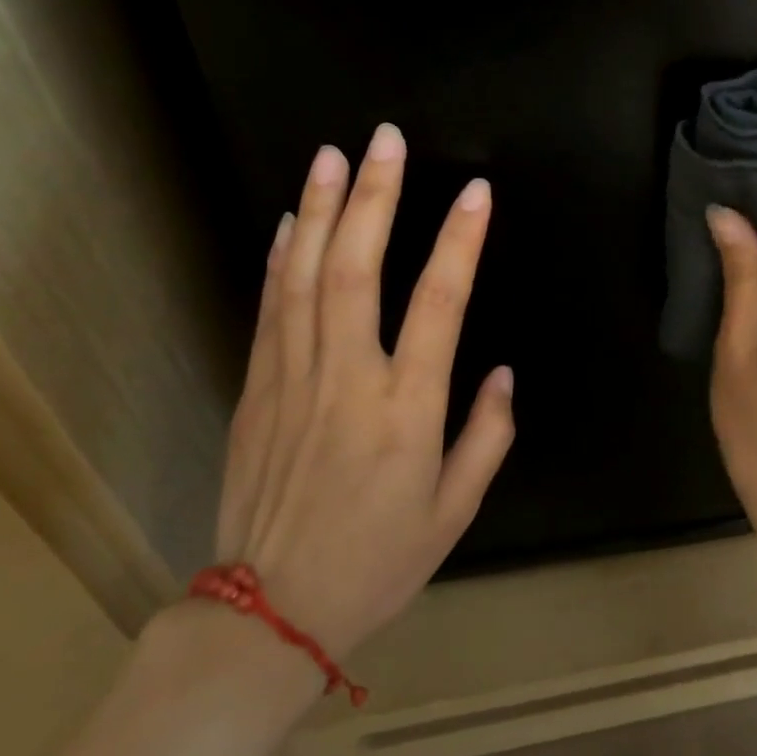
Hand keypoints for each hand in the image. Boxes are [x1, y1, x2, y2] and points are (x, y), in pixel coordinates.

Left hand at [214, 123, 514, 667]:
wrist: (266, 615)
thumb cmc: (376, 562)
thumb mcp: (455, 513)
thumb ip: (486, 436)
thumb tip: (500, 372)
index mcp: (406, 411)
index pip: (439, 304)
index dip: (460, 242)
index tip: (476, 192)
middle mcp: (347, 380)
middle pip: (357, 271)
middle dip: (374, 198)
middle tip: (385, 140)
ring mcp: (292, 380)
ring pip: (306, 278)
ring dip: (321, 211)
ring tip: (333, 155)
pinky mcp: (256, 389)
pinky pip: (269, 310)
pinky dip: (281, 258)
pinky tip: (291, 220)